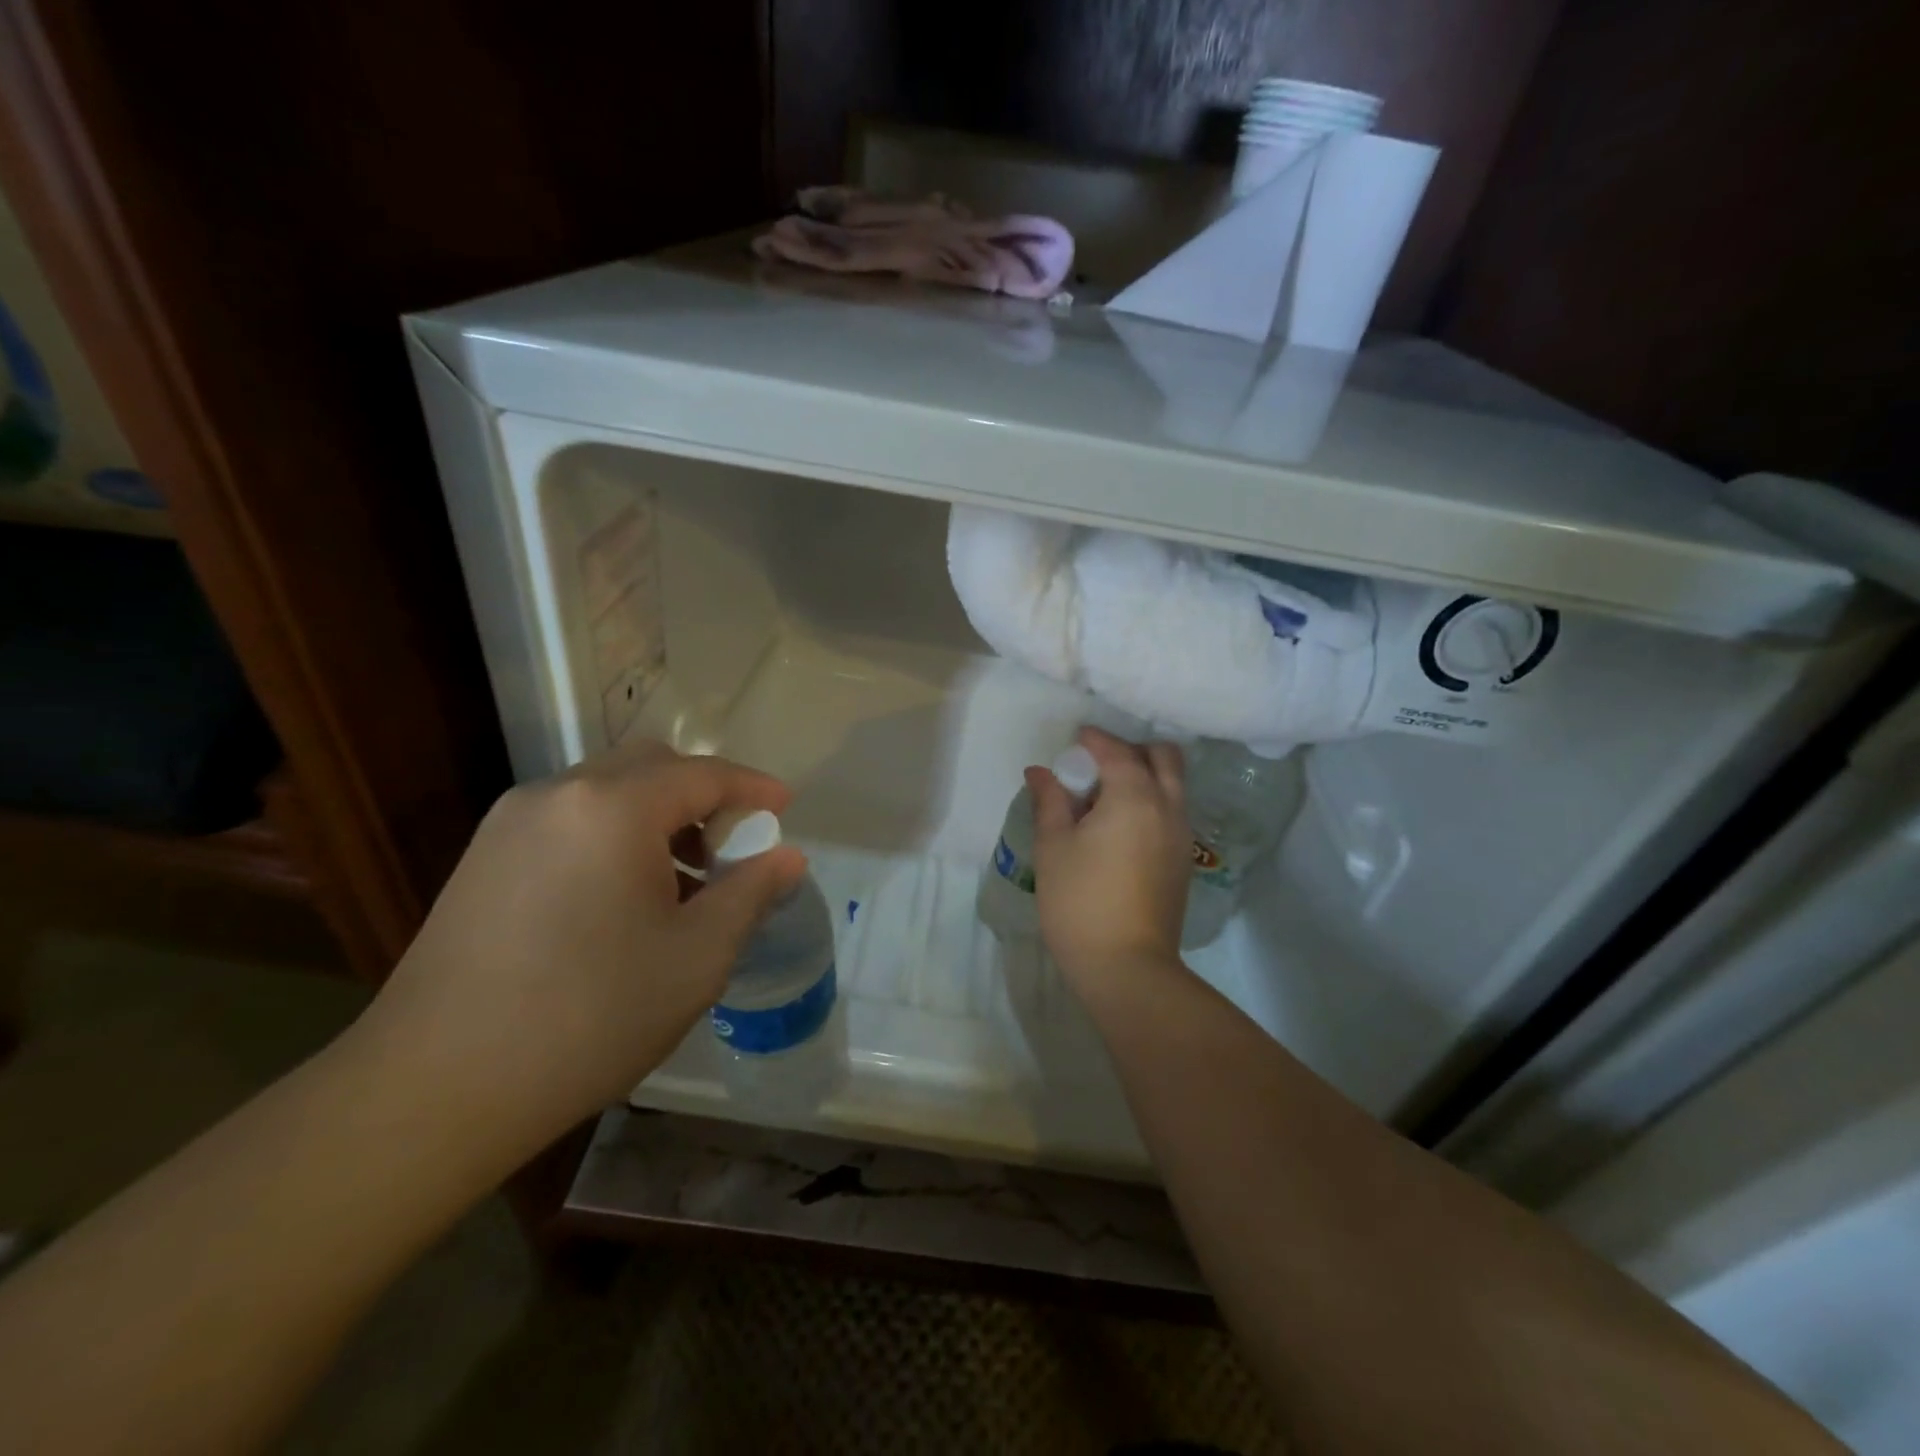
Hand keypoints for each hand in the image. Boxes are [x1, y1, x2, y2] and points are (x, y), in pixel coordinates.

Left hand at [353, 740, 805, 1166]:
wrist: (434, 1089)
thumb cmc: (589, 1016)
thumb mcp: (697, 958)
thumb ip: (750, 893)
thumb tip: (786, 857)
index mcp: (613, 808)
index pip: (703, 774)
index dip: (753, 789)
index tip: (786, 809)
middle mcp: (557, 795)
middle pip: (651, 766)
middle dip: (702, 794)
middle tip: (732, 846)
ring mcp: (510, 823)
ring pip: (606, 791)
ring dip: (657, 816)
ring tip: (682, 880)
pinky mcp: (483, 858)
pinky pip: (570, 820)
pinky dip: (614, 834)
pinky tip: (623, 897)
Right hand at [1029, 728, 1192, 996]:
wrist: (1127, 966)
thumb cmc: (1080, 901)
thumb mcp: (1054, 846)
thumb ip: (1050, 801)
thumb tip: (1040, 771)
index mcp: (1135, 797)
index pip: (1117, 751)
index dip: (1094, 740)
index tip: (1075, 739)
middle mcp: (1168, 807)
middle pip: (1164, 757)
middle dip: (1132, 750)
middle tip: (1097, 765)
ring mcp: (1182, 836)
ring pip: (1173, 784)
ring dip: (1145, 775)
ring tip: (1105, 797)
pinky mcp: (1183, 861)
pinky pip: (1173, 811)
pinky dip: (1153, 800)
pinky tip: (1120, 826)